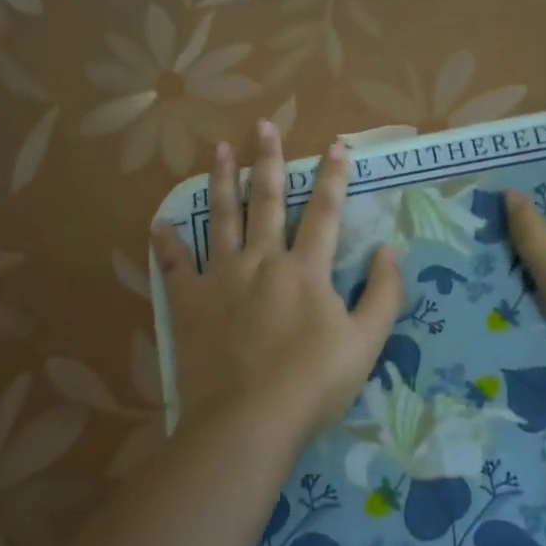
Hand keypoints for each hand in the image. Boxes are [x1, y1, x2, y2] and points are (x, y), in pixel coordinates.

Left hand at [152, 122, 402, 444]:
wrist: (248, 420)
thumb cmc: (313, 385)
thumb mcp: (366, 343)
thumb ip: (382, 294)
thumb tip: (387, 251)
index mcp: (306, 270)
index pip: (324, 213)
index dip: (333, 178)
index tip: (336, 145)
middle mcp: (262, 262)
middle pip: (266, 202)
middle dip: (269, 161)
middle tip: (264, 125)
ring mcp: (221, 280)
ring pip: (221, 220)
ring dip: (221, 182)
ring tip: (219, 149)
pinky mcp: (190, 304)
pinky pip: (175, 266)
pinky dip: (167, 244)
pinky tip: (158, 223)